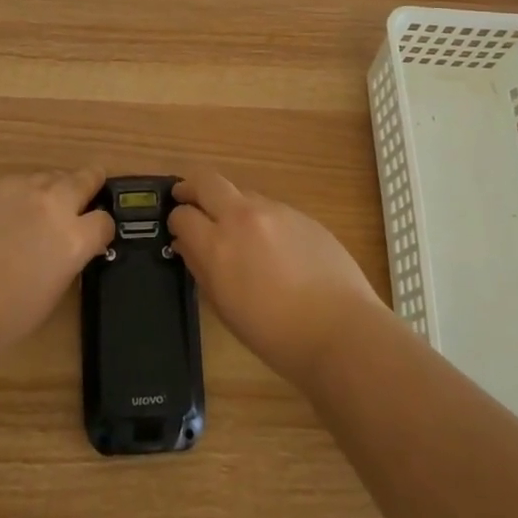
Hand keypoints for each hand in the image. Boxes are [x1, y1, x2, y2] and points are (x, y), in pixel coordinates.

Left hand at [0, 170, 115, 352]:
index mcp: (75, 237)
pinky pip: (18, 181)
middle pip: (85, 179)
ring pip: (50, 176)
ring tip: (44, 205)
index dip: (102, 230)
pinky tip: (10, 211)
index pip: (105, 221)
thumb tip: (70, 247)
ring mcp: (22, 189)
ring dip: (54, 188)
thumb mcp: (53, 291)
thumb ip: (69, 258)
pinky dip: (22, 192)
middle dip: (90, 185)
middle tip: (88, 192)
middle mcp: (55, 204)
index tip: (96, 236)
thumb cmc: (6, 315)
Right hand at [168, 171, 384, 388]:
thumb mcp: (225, 308)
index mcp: (218, 245)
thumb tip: (186, 243)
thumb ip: (201, 268)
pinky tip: (272, 246)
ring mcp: (275, 211)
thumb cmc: (275, 335)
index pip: (183, 215)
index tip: (177, 229)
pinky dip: (260, 218)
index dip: (176, 220)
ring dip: (229, 204)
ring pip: (240, 192)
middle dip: (191, 188)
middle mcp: (243, 217)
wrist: (341, 331)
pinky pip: (270, 208)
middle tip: (186, 198)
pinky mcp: (301, 214)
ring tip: (235, 230)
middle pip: (206, 181)